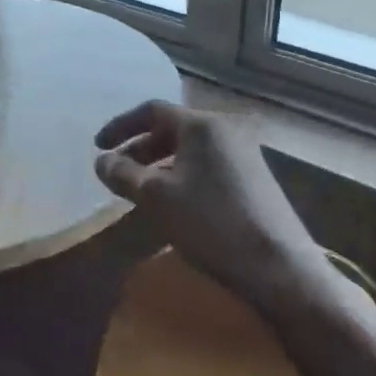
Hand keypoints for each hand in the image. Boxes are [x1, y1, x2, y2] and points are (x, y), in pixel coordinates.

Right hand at [94, 100, 324, 309]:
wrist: (277, 265)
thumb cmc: (210, 222)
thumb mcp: (155, 197)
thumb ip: (123, 174)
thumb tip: (101, 161)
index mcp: (201, 124)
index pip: (152, 110)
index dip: (120, 126)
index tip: (98, 147)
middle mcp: (225, 129)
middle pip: (172, 128)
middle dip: (139, 147)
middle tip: (116, 171)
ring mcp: (244, 153)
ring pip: (190, 149)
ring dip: (159, 163)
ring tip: (139, 189)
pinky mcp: (254, 177)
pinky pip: (206, 164)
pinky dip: (181, 174)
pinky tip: (173, 202)